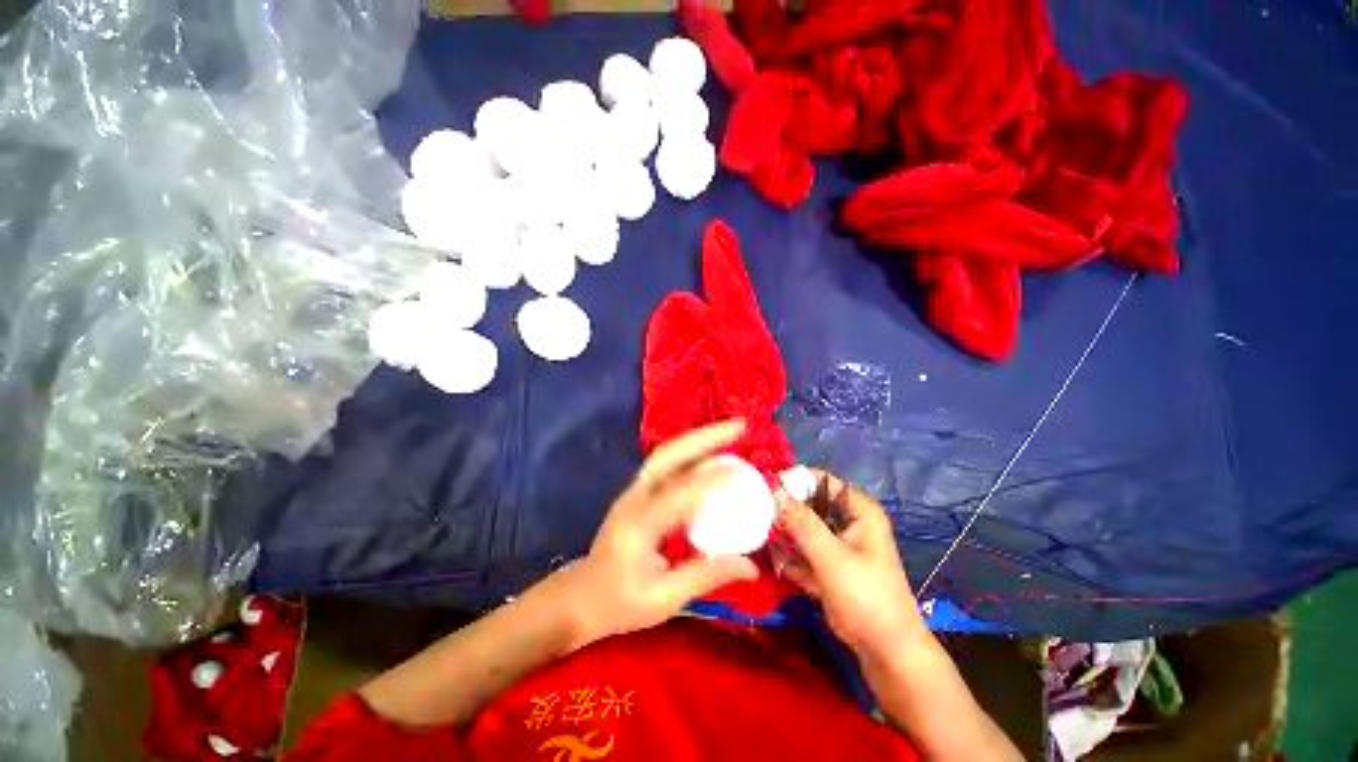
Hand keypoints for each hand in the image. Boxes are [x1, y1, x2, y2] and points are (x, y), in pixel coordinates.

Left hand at [551, 420, 759, 649]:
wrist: (580, 597)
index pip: (680, 493)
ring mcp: (634, 491)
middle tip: (739, 427)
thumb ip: (706, 576)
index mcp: (639, 524)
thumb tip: (751, 566)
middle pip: (669, 454)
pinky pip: (666, 464)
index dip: (712, 480)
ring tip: (729, 432)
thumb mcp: (663, 599)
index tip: (742, 473)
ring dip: (698, 439)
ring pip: (667, 453)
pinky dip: (691, 452)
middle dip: (705, 437)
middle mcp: (635, 497)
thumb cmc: (619, 603)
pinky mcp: (637, 492)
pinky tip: (710, 453)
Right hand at [774, 472, 926, 659]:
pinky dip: (788, 552)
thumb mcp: (832, 556)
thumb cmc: (866, 596)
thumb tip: (775, 492)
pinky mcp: (827, 566)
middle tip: (755, 510)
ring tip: (756, 530)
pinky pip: (802, 550)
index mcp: (859, 511)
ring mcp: (837, 545)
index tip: (766, 486)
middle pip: (810, 504)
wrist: (885, 651)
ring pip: (803, 528)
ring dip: (783, 530)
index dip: (795, 480)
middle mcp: (848, 522)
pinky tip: (767, 553)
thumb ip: (802, 523)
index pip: (822, 481)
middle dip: (785, 508)